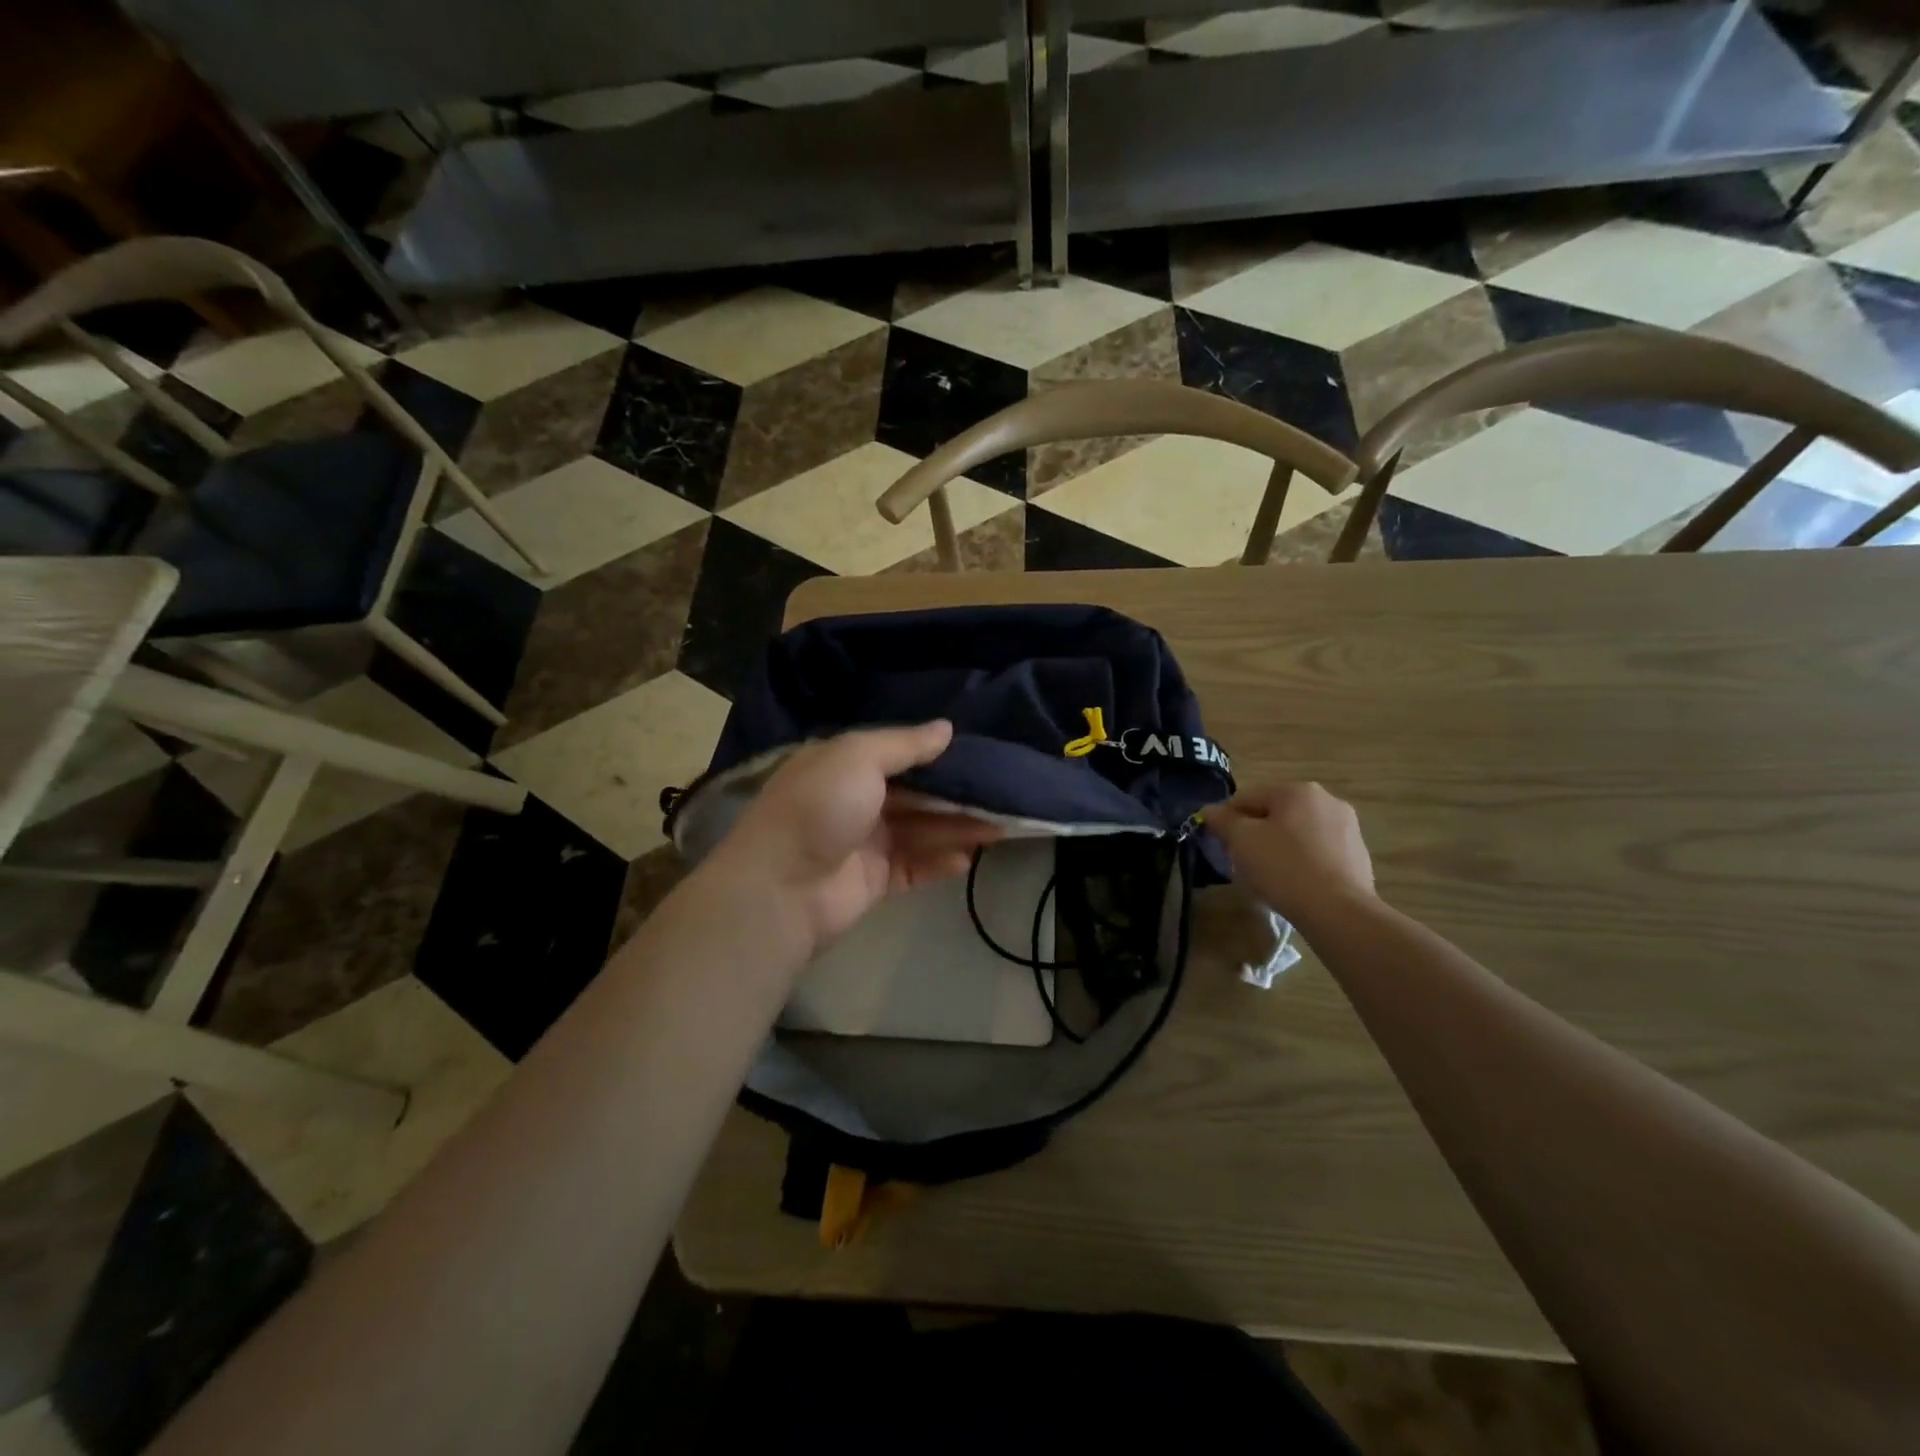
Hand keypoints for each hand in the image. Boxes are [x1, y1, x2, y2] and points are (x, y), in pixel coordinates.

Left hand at [705, 720, 1000, 955]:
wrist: (782, 888)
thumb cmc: (820, 807)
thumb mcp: (858, 757)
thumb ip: (905, 744)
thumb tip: (947, 728)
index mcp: (844, 765)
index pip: (896, 753)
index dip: (935, 753)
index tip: (978, 750)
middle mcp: (855, 799)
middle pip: (915, 793)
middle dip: (955, 792)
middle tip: (1002, 791)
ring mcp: (864, 842)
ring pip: (921, 829)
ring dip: (957, 826)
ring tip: (1001, 824)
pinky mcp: (874, 880)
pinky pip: (915, 866)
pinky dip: (941, 861)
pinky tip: (969, 857)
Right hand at [1208, 783, 1375, 922]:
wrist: (1340, 912)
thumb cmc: (1284, 868)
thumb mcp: (1241, 841)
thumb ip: (1222, 820)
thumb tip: (1209, 811)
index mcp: (1297, 790)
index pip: (1247, 797)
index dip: (1226, 819)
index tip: (1220, 844)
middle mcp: (1327, 800)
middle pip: (1274, 813)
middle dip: (1255, 833)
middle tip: (1243, 861)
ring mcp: (1348, 828)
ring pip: (1297, 832)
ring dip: (1279, 847)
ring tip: (1269, 876)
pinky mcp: (1359, 855)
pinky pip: (1318, 851)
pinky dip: (1302, 861)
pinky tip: (1295, 884)